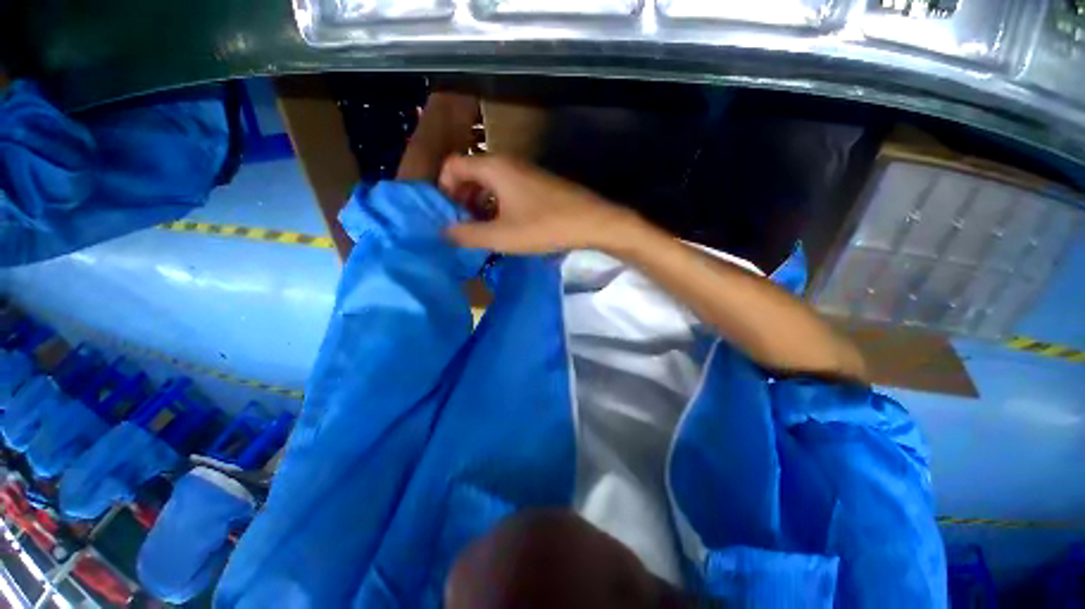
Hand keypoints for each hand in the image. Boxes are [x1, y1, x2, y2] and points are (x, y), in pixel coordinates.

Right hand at [439, 156, 636, 253]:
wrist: (591, 222)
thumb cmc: (544, 226)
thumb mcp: (501, 235)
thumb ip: (468, 234)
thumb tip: (444, 233)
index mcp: (493, 167)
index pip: (452, 165)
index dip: (443, 188)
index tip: (447, 215)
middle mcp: (507, 162)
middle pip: (470, 173)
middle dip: (460, 198)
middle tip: (462, 225)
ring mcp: (524, 172)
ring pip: (489, 183)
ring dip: (479, 204)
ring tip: (481, 230)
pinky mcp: (537, 184)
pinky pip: (507, 189)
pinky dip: (497, 205)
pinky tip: (503, 226)